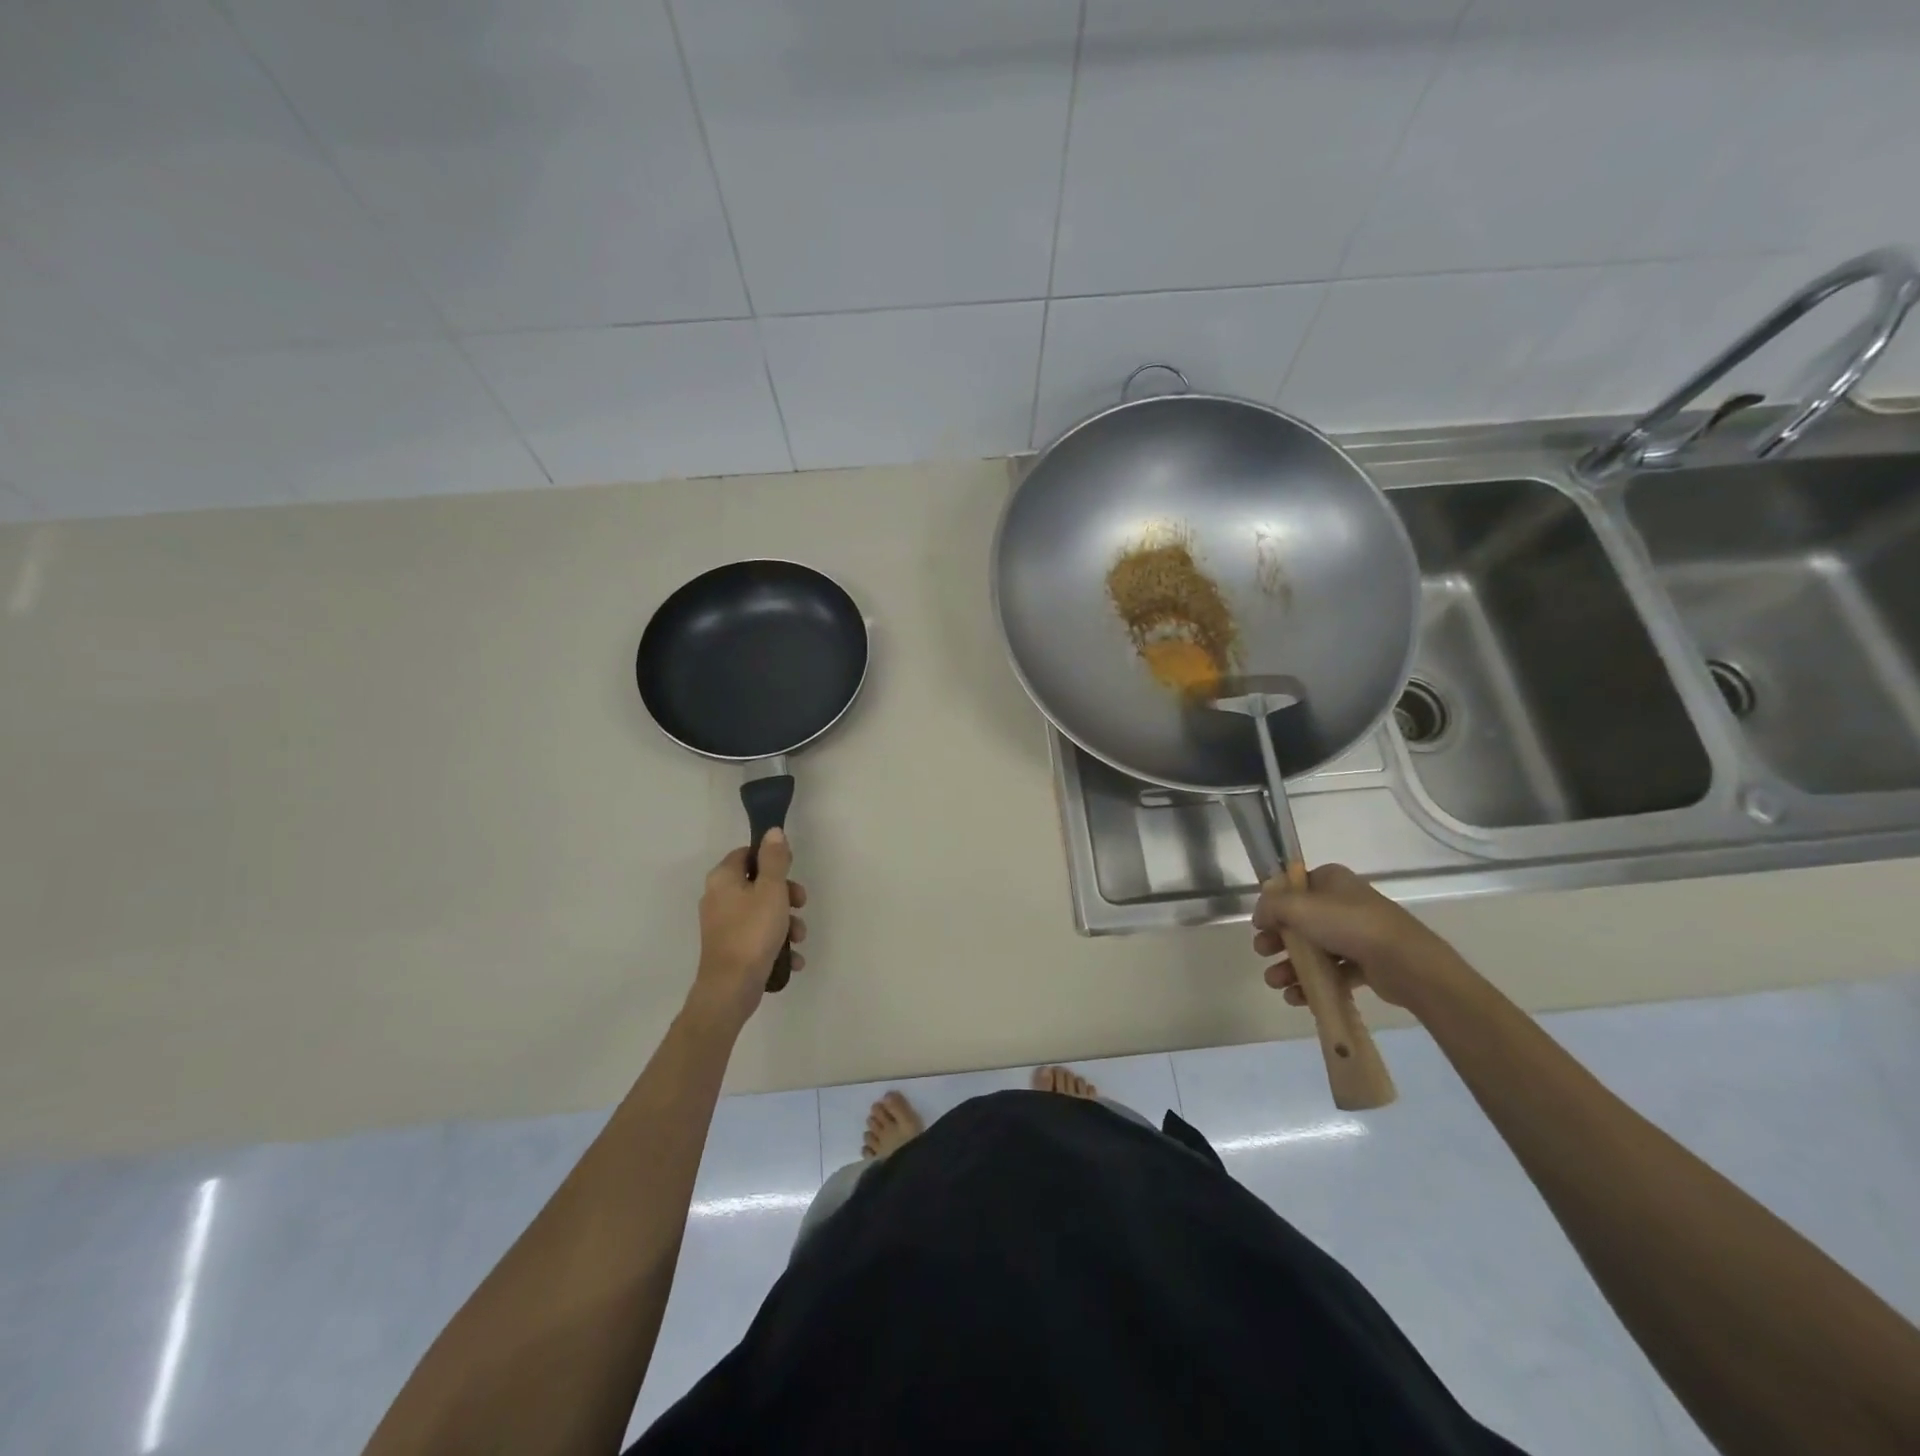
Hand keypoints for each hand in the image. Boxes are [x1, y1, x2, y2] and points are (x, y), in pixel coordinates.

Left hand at [689, 829, 807, 1028]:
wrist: (731, 988)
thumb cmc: (752, 932)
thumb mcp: (771, 890)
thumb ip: (774, 859)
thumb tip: (772, 832)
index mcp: (723, 879)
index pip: (747, 854)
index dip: (772, 859)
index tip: (791, 871)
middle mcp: (718, 898)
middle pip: (758, 884)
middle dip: (786, 895)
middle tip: (801, 904)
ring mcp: (724, 925)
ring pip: (762, 912)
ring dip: (786, 922)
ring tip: (799, 938)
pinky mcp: (732, 947)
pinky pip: (759, 936)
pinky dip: (776, 943)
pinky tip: (792, 958)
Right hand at [1252, 863, 1467, 1011]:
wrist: (1406, 963)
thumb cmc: (1349, 925)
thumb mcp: (1299, 907)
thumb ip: (1271, 906)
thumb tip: (1260, 915)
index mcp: (1332, 880)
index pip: (1294, 887)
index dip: (1274, 905)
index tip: (1260, 924)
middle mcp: (1344, 902)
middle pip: (1300, 921)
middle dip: (1278, 940)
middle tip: (1263, 953)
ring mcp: (1357, 933)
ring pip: (1315, 949)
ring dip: (1291, 966)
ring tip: (1276, 983)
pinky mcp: (1367, 962)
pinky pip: (1333, 972)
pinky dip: (1314, 984)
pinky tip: (1296, 997)